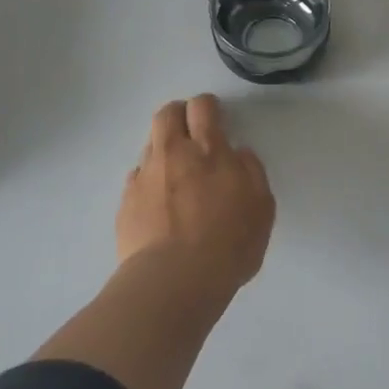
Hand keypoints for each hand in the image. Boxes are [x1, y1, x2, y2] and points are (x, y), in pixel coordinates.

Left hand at [118, 94, 275, 298]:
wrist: (174, 281)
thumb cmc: (229, 243)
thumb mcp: (262, 207)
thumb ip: (251, 171)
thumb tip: (238, 153)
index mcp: (209, 150)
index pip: (202, 107)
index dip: (208, 107)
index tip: (215, 119)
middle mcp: (173, 154)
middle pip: (167, 114)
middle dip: (179, 114)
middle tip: (191, 132)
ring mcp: (145, 177)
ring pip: (150, 145)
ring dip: (164, 150)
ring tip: (176, 175)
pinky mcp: (126, 202)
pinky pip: (137, 178)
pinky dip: (149, 181)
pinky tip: (159, 204)